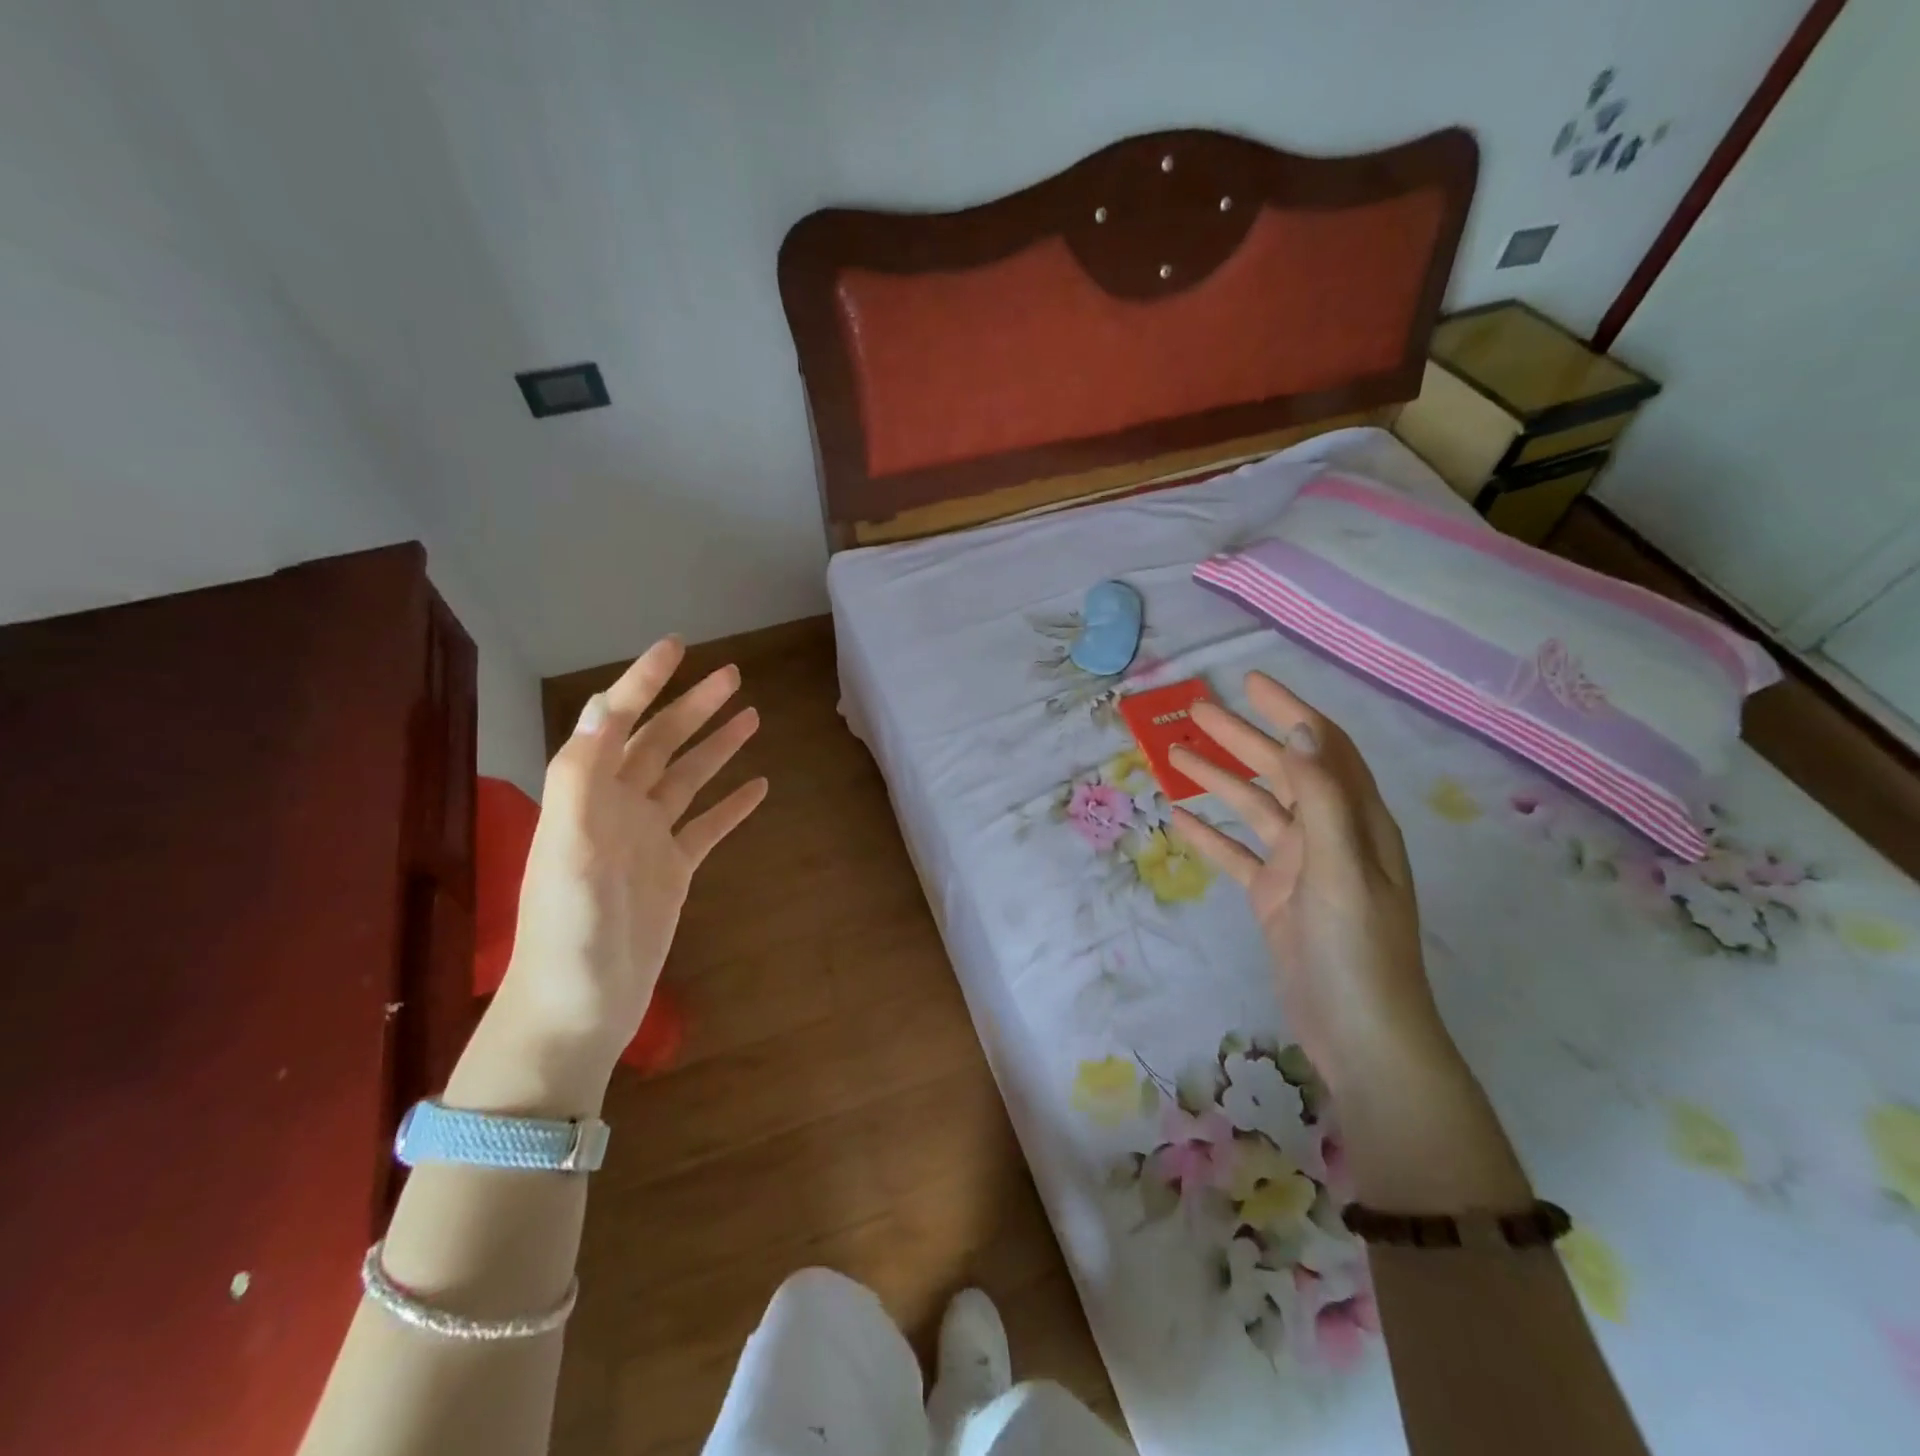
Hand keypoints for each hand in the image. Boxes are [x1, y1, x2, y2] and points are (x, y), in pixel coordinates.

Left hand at [493, 637, 766, 1074]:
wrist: (577, 1010)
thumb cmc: (568, 931)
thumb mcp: (567, 849)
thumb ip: (582, 776)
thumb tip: (605, 705)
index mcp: (589, 795)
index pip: (619, 722)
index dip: (645, 681)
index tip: (677, 646)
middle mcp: (618, 808)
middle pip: (662, 743)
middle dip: (694, 707)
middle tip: (733, 676)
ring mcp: (648, 840)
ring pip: (687, 779)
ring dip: (716, 747)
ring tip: (752, 717)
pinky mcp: (673, 872)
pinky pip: (708, 827)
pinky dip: (732, 805)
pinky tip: (759, 787)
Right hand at [1167, 672, 1452, 1095]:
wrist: (1359, 1035)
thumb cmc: (1356, 949)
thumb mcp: (1341, 867)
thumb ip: (1323, 798)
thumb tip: (1301, 730)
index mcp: (1357, 821)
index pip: (1323, 748)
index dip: (1289, 711)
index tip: (1249, 682)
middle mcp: (1329, 835)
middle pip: (1282, 770)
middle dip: (1241, 737)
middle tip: (1194, 711)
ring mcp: (1300, 867)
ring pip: (1254, 809)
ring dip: (1218, 780)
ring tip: (1174, 755)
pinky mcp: (1275, 898)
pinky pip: (1237, 855)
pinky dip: (1211, 836)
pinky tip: (1178, 820)